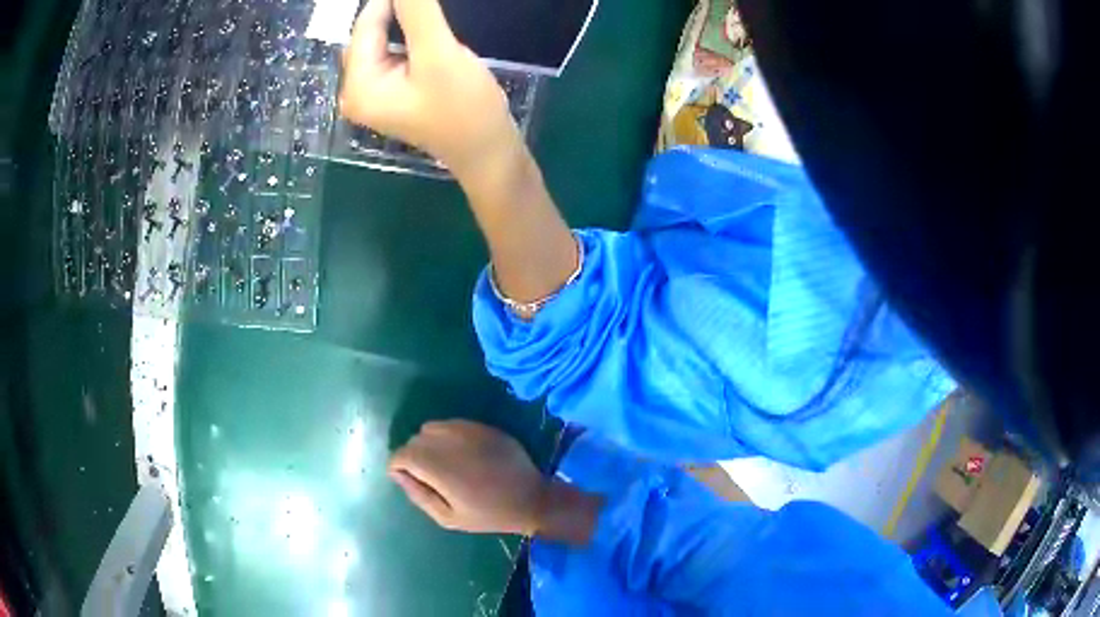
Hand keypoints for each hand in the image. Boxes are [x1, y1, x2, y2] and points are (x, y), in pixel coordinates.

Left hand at [339, 0, 522, 177]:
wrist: (489, 154)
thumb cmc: (465, 110)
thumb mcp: (440, 55)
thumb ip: (418, 13)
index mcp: (357, 86)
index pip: (366, 25)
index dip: (392, 0)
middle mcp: (357, 90)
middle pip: (371, 33)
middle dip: (398, 11)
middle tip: (430, 5)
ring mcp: (375, 94)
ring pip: (384, 41)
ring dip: (406, 21)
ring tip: (429, 12)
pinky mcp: (394, 93)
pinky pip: (395, 52)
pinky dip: (411, 36)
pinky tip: (430, 30)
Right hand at [389, 420, 547, 535]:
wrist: (531, 499)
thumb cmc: (489, 515)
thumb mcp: (448, 517)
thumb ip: (419, 495)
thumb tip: (398, 475)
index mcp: (439, 467)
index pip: (402, 454)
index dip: (398, 467)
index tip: (408, 480)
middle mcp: (450, 442)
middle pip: (415, 439)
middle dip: (413, 456)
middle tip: (428, 477)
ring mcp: (468, 430)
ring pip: (431, 428)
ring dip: (429, 443)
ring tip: (444, 464)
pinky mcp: (482, 426)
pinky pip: (452, 424)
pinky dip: (447, 436)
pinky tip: (461, 455)